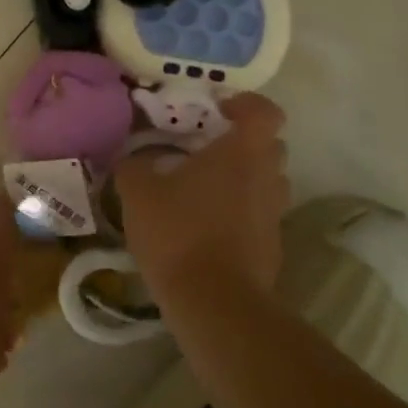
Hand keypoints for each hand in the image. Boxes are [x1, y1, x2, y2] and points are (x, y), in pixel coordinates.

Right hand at [114, 94, 289, 296]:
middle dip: (242, 143)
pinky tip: (205, 228)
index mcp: (241, 153)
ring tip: (204, 191)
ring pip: (266, 182)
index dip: (246, 104)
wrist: (214, 303)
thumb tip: (133, 160)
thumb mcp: (138, 193)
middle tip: (207, 150)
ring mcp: (274, 214)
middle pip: (269, 147)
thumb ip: (134, 167)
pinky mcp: (272, 247)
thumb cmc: (179, 233)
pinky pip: (259, 216)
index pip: (264, 112)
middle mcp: (267, 177)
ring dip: (243, 180)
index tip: (219, 110)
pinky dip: (240, 214)